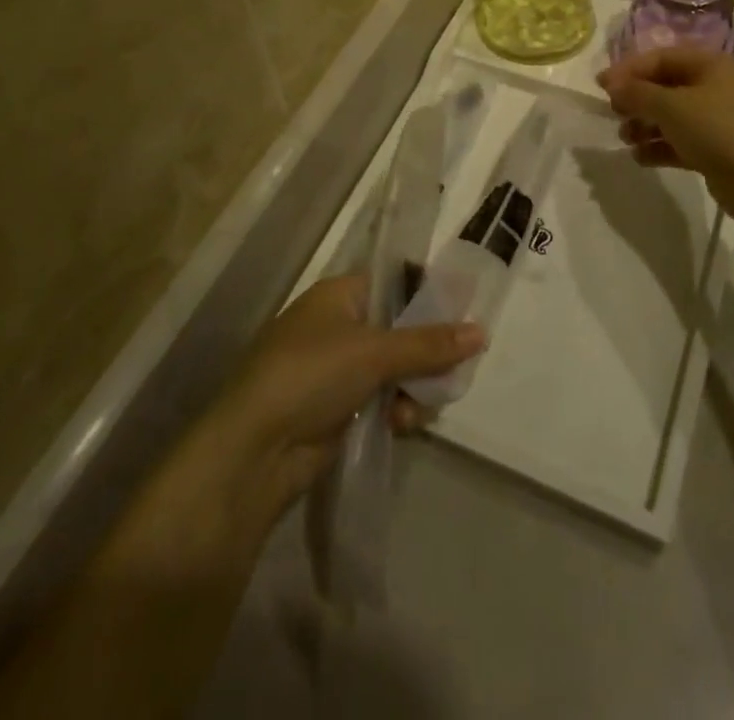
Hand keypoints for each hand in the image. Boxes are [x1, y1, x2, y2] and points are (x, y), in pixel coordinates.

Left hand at [211, 275, 484, 514]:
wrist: (251, 452)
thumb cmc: (310, 376)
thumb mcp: (374, 352)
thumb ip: (429, 343)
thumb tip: (481, 331)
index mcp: (340, 295)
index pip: (395, 282)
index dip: (429, 294)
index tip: (463, 313)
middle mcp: (339, 326)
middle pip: (402, 328)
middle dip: (427, 352)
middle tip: (452, 369)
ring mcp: (337, 370)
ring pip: (397, 368)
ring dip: (413, 387)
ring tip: (416, 409)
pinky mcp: (338, 409)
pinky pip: (383, 400)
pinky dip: (396, 410)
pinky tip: (401, 426)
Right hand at [596, 46, 733, 227]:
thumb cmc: (717, 129)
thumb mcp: (670, 105)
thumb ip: (637, 92)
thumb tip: (612, 84)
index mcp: (708, 65)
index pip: (660, 58)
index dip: (628, 69)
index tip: (601, 86)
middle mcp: (713, 87)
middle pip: (664, 86)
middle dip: (636, 99)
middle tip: (614, 112)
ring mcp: (716, 120)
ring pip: (670, 116)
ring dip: (644, 125)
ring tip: (626, 138)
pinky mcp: (715, 150)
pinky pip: (679, 142)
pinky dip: (658, 147)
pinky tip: (640, 158)